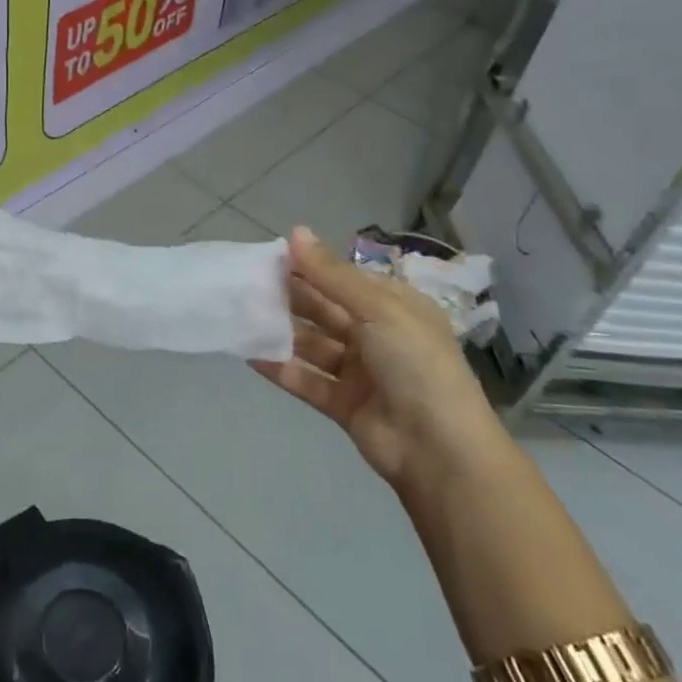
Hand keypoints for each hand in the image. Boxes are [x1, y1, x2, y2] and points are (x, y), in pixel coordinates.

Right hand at [251, 226, 510, 500]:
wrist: (439, 449)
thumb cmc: (416, 364)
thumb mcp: (378, 310)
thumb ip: (331, 275)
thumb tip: (296, 231)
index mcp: (395, 307)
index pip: (346, 279)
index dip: (311, 267)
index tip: (270, 256)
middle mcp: (378, 335)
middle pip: (326, 311)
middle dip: (291, 298)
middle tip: (248, 284)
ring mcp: (360, 372)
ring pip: (313, 345)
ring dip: (282, 332)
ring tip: (242, 317)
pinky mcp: (343, 403)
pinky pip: (307, 380)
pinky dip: (281, 368)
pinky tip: (250, 355)